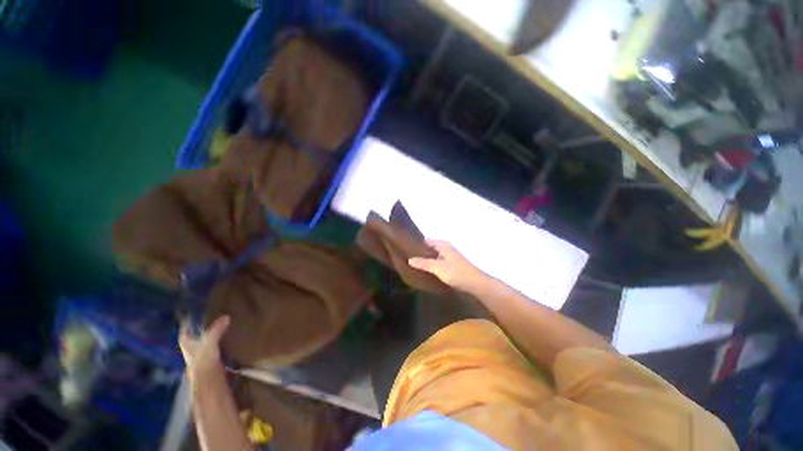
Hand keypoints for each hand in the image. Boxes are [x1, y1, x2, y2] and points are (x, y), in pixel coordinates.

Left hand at [179, 315, 229, 382]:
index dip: (187, 325)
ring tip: (220, 328)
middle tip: (209, 320)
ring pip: (202, 344)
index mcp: (186, 344)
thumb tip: (226, 316)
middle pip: (193, 338)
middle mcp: (190, 350)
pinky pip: (211, 349)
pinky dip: (216, 345)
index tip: (192, 317)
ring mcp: (199, 357)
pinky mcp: (209, 362)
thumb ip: (217, 329)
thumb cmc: (203, 360)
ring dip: (208, 338)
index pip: (184, 332)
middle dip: (199, 331)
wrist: (208, 381)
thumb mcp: (210, 342)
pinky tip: (224, 342)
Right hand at [409, 240, 487, 292]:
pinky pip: (439, 263)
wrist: (475, 284)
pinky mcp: (452, 266)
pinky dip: (432, 265)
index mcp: (443, 245)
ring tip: (414, 264)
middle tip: (408, 257)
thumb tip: (409, 259)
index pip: (427, 240)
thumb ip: (423, 263)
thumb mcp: (437, 267)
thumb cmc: (456, 272)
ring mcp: (450, 257)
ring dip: (427, 259)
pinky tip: (426, 271)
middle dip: (421, 252)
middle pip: (430, 248)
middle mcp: (446, 248)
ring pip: (435, 256)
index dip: (417, 243)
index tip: (407, 247)